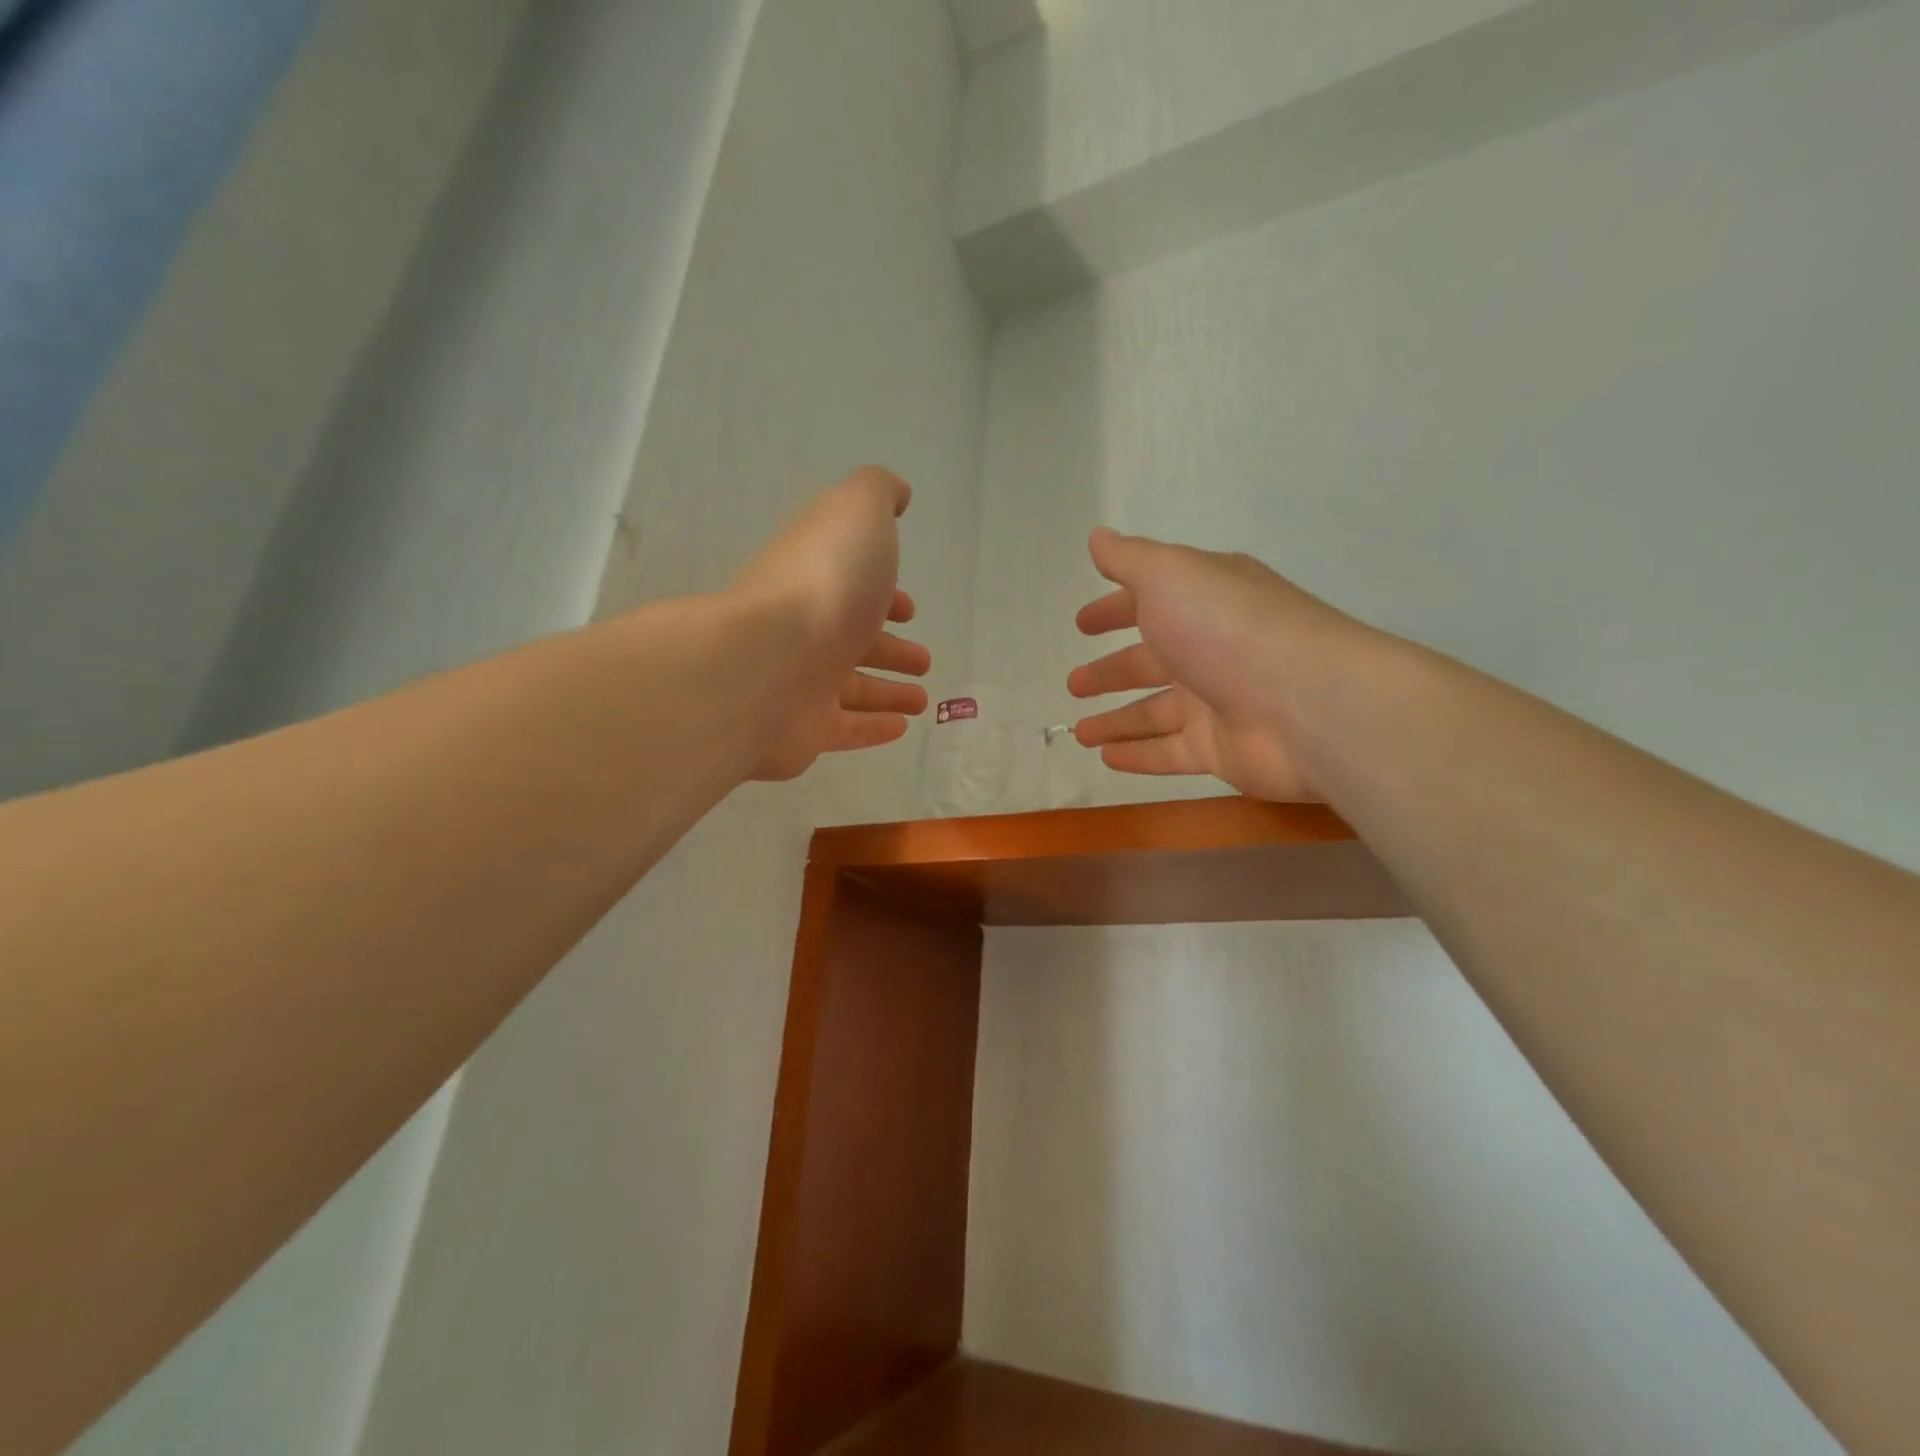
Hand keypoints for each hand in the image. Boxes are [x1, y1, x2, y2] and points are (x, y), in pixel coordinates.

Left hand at [734, 467, 931, 781]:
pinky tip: (902, 728)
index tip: (909, 609)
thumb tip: (897, 493)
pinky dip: (873, 728)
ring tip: (922, 699)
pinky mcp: (804, 731)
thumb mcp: (856, 513)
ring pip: (852, 688)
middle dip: (889, 647)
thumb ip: (877, 493)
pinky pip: (845, 729)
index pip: (851, 587)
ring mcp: (801, 683)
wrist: (766, 665)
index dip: (883, 595)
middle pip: (853, 639)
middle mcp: (806, 630)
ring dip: (888, 690)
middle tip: (923, 659)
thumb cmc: (823, 584)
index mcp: (817, 579)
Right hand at [1067, 528, 1359, 801]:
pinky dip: (1138, 755)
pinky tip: (1106, 758)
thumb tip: (1098, 537)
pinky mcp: (1221, 750)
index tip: (1083, 625)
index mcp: (1203, 601)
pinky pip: (1169, 753)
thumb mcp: (1169, 575)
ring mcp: (1217, 702)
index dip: (1113, 611)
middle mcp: (1211, 649)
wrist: (1306, 704)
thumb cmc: (1227, 628)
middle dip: (1110, 672)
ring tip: (1078, 732)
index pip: (1149, 602)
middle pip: (1150, 662)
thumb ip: (1129, 559)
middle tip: (1074, 684)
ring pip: (1154, 713)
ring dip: (1116, 720)